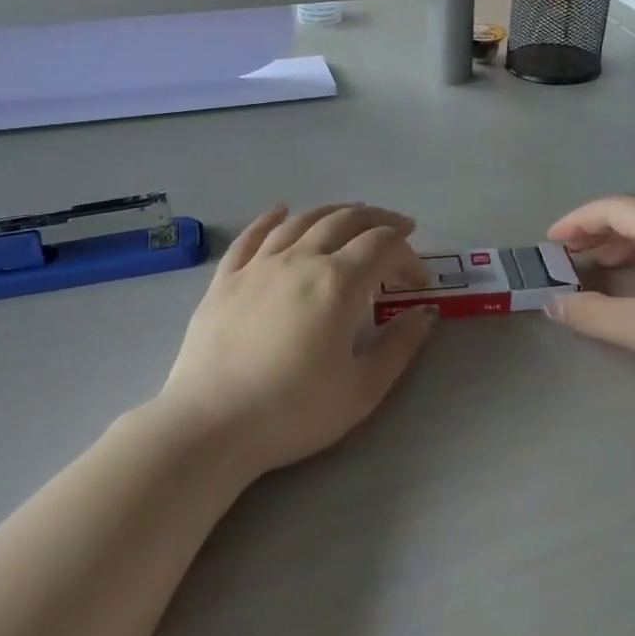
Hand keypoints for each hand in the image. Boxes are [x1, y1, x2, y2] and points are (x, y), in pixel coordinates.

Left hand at [159, 203, 437, 476]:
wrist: (210, 425)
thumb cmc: (293, 411)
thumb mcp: (362, 389)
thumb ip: (399, 346)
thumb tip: (424, 314)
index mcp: (339, 282)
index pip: (383, 246)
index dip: (409, 255)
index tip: (420, 282)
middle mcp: (301, 259)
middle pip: (345, 221)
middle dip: (379, 221)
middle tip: (399, 228)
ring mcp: (259, 265)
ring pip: (303, 221)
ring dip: (334, 212)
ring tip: (352, 215)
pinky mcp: (226, 279)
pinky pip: (252, 235)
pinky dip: (272, 218)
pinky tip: (282, 210)